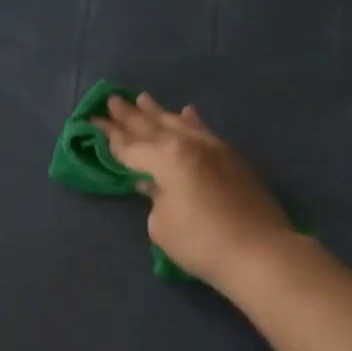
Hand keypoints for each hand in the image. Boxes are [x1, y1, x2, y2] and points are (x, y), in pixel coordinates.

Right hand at [92, 92, 296, 287]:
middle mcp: (189, 144)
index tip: (92, 121)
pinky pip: (204, 130)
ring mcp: (214, 148)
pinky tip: (187, 112)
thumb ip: (153, 196)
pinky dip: (191, 121)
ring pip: (180, 124)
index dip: (109, 136)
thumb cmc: (201, 242)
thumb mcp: (162, 224)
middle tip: (112, 100)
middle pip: (153, 128)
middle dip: (130, 116)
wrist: (259, 251)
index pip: (130, 146)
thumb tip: (153, 182)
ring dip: (159, 112)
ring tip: (142, 98)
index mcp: (166, 158)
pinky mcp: (233, 158)